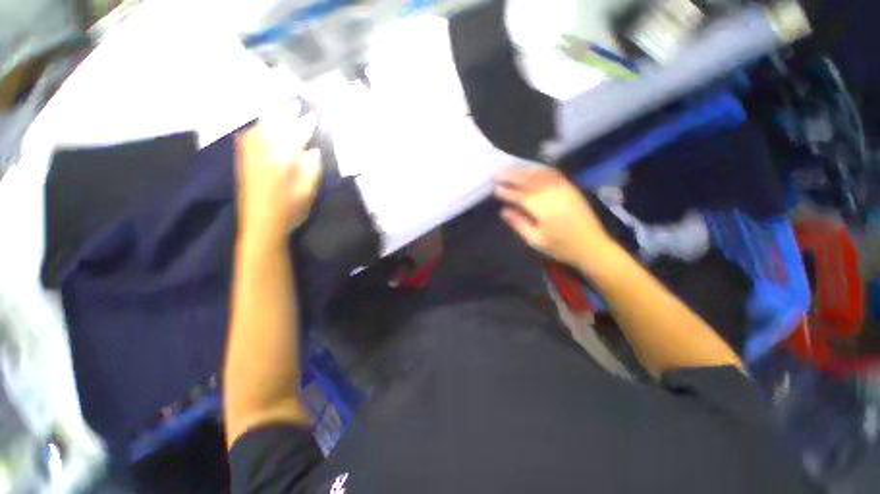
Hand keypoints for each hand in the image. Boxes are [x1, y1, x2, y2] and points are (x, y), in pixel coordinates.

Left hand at [235, 111, 321, 246]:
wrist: (261, 227)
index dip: (304, 126)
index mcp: (281, 161)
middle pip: (272, 127)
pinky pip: (246, 140)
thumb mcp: (307, 193)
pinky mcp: (243, 164)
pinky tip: (257, 128)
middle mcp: (263, 154)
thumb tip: (313, 151)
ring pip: (257, 130)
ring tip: (276, 109)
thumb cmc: (290, 212)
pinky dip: (254, 130)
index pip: (294, 137)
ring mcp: (250, 158)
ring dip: (267, 118)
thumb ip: (311, 170)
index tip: (312, 116)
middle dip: (282, 112)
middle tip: (291, 102)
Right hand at [494, 166, 612, 267]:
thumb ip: (518, 223)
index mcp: (543, 208)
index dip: (506, 192)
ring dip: (523, 170)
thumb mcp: (535, 240)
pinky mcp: (571, 188)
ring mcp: (564, 188)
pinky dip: (538, 170)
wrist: (593, 247)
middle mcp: (553, 193)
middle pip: (529, 180)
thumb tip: (503, 210)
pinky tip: (530, 170)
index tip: (494, 188)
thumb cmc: (561, 247)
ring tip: (509, 169)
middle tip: (497, 173)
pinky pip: (552, 174)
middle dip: (511, 176)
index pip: (520, 195)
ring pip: (540, 174)